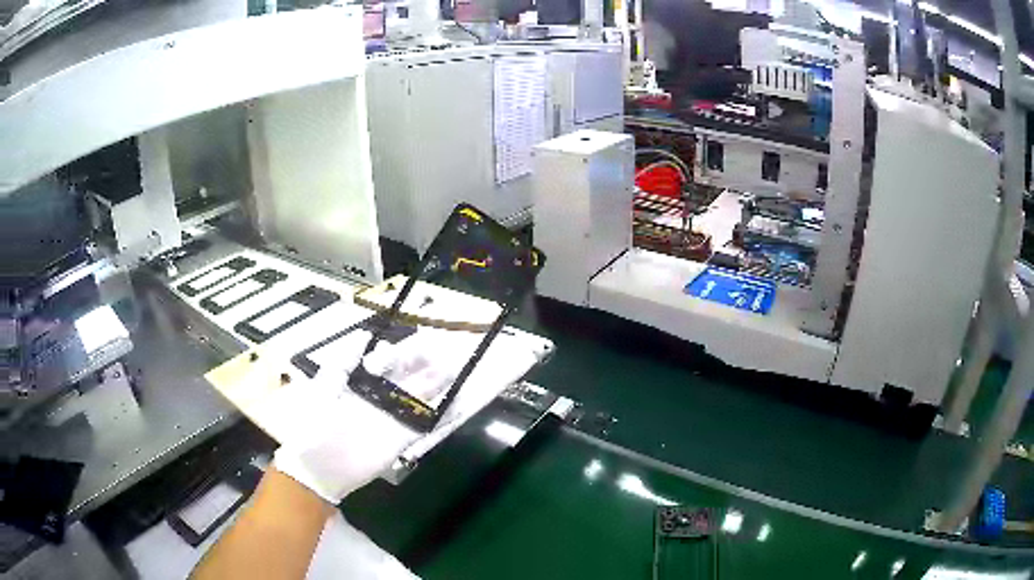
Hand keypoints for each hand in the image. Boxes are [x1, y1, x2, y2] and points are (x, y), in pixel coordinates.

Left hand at [273, 330, 456, 504]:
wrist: (319, 466)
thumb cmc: (317, 423)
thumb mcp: (325, 386)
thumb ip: (344, 362)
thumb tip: (364, 334)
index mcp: (360, 385)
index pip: (387, 364)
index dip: (404, 354)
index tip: (422, 344)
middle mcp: (379, 400)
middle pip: (406, 380)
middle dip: (426, 368)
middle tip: (447, 356)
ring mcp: (392, 420)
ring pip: (419, 399)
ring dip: (438, 388)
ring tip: (458, 374)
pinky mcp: (401, 439)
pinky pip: (425, 425)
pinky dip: (442, 417)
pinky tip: (459, 405)